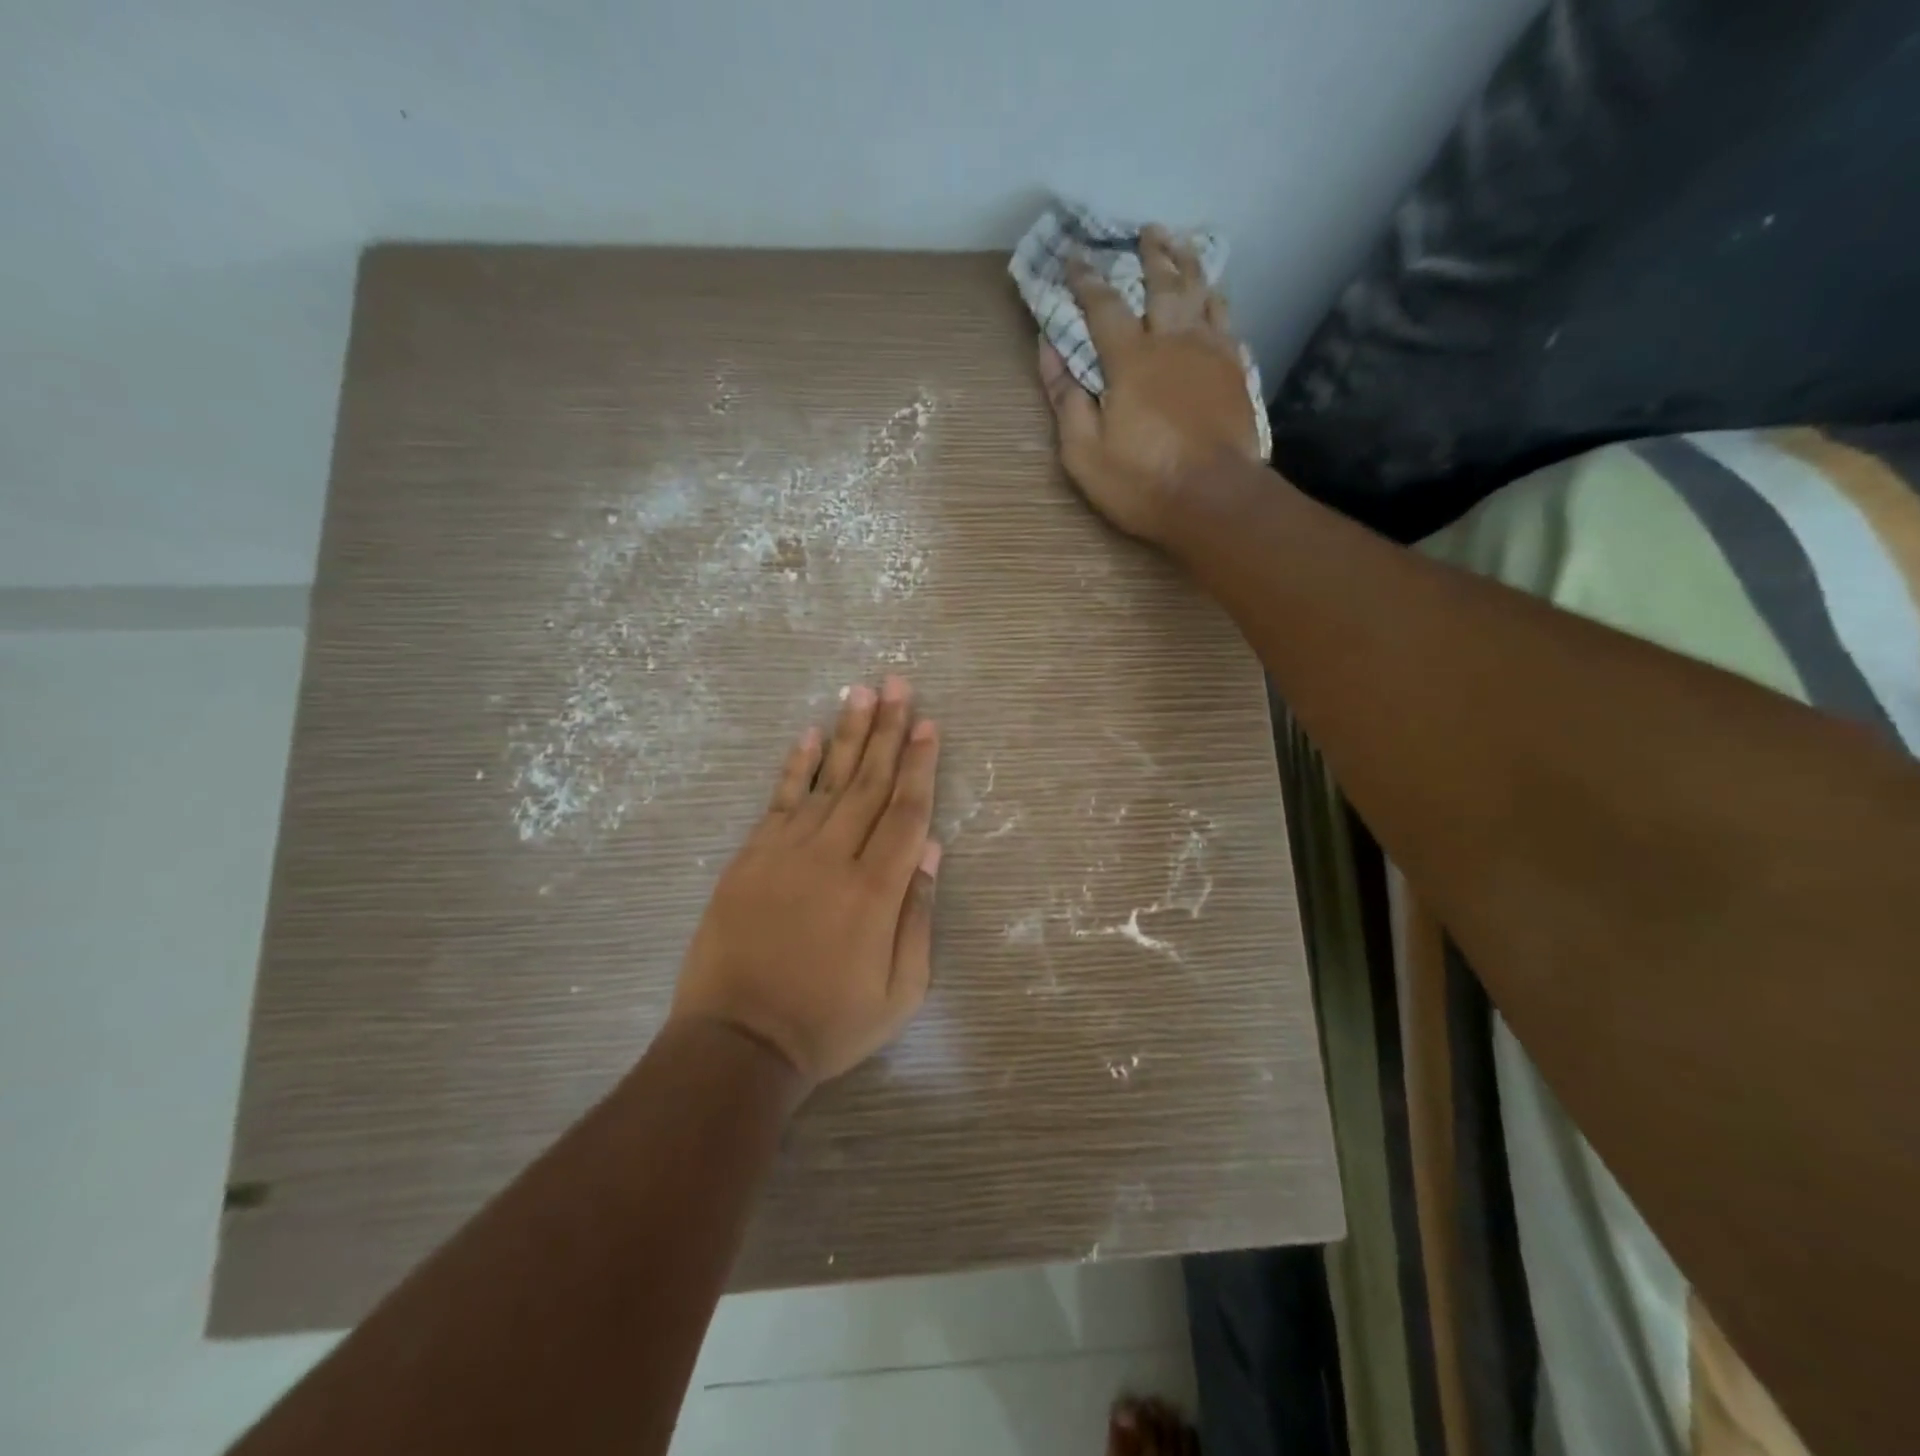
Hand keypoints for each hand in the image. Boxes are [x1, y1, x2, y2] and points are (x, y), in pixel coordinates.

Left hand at [671, 676, 941, 1087]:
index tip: (930, 725)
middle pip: (869, 783)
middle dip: (889, 731)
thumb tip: (932, 851)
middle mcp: (833, 858)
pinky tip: (810, 735)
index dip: (922, 765)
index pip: (906, 812)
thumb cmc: (829, 1024)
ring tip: (862, 692)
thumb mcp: (899, 991)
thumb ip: (918, 917)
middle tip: (900, 685)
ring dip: (848, 734)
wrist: (738, 1042)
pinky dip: (796, 766)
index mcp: (875, 891)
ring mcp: (786, 853)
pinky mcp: (750, 857)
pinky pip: (778, 801)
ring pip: (827, 781)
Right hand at [1039, 224, 1259, 543]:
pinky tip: (1217, 301)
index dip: (1086, 279)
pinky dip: (1219, 305)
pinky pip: (1229, 324)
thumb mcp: (1084, 453)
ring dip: (1190, 266)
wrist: (1214, 500)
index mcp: (1131, 360)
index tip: (1074, 256)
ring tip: (1183, 247)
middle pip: (1164, 283)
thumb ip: (1066, 399)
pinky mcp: (1236, 373)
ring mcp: (1212, 353)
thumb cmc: (1141, 482)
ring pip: (1203, 294)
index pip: (1103, 306)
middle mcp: (1174, 342)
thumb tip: (1048, 350)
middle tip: (1147, 231)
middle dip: (1152, 254)